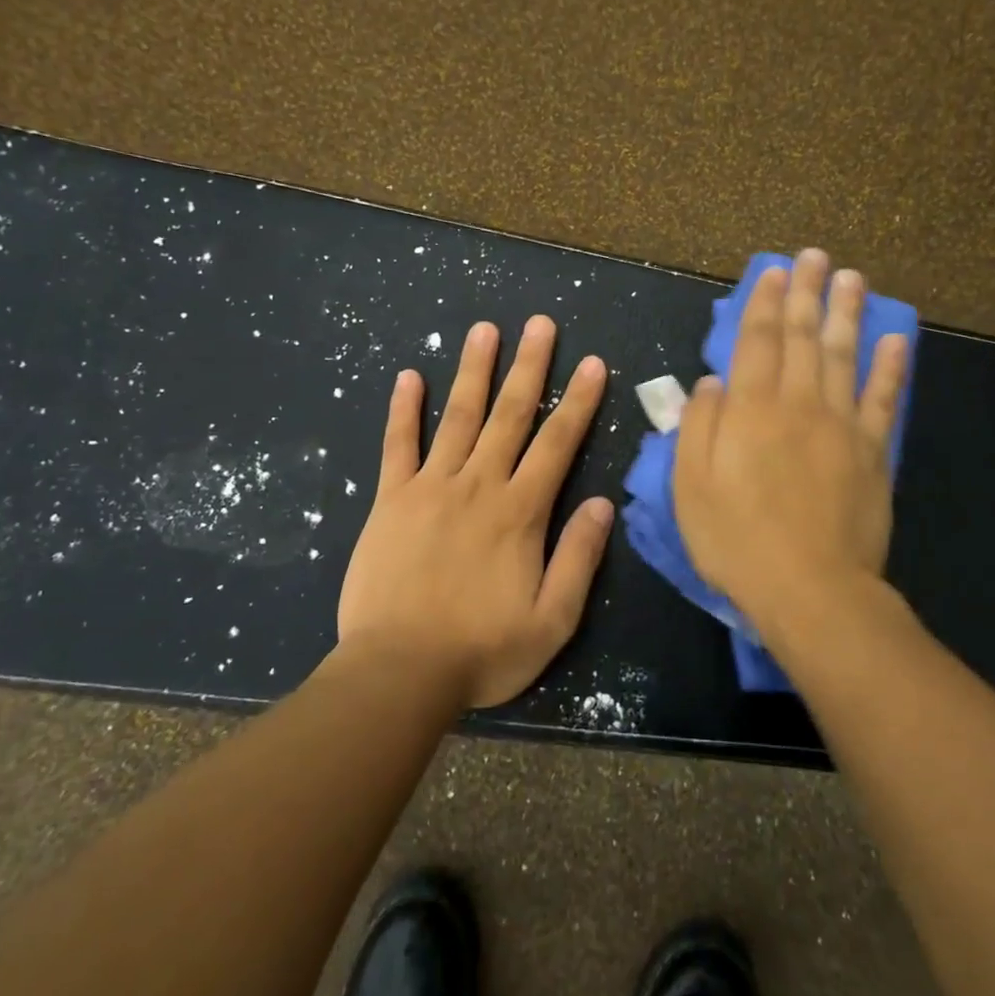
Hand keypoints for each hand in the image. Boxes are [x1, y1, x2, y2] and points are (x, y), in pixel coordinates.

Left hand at [338, 316, 613, 709]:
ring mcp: (430, 488)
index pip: (557, 444)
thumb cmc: (482, 651)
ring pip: (458, 417)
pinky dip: (404, 410)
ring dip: (474, 371)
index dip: (579, 402)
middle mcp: (478, 486)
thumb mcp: (552, 620)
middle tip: (540, 324)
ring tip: (485, 330)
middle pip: (509, 415)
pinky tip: (410, 377)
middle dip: (530, 367)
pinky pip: (398, 446)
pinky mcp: (391, 500)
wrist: (399, 672)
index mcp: (520, 512)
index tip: (593, 364)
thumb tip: (604, 504)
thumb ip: (579, 557)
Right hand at [673, 249, 908, 630]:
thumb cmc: (736, 540)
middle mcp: (798, 404)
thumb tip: (712, 382)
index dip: (764, 304)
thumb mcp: (690, 486)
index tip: (774, 272)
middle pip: (805, 338)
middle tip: (816, 256)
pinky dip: (890, 366)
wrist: (810, 589)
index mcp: (750, 410)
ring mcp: (842, 425)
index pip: (757, 342)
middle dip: (808, 293)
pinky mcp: (873, 452)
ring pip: (845, 356)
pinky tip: (896, 338)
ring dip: (848, 313)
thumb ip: (699, 426)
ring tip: (853, 278)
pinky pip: (883, 399)